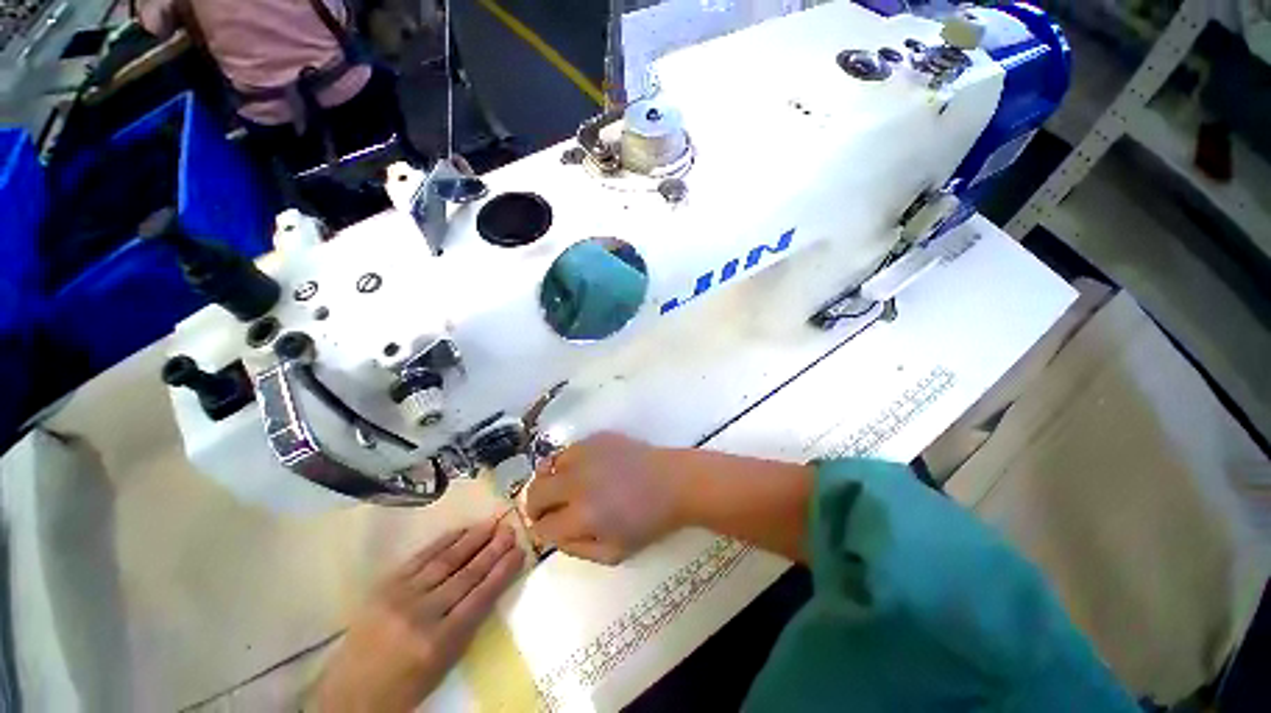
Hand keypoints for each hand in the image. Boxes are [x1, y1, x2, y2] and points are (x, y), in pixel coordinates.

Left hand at [311, 519, 524, 711]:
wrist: (349, 695)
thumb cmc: (404, 688)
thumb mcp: (443, 664)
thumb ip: (467, 625)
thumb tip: (490, 586)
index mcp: (439, 642)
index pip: (480, 598)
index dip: (502, 572)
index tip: (519, 551)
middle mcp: (421, 615)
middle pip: (465, 575)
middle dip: (492, 550)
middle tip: (509, 529)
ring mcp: (400, 597)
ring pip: (445, 562)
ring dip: (472, 540)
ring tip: (491, 523)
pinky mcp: (384, 587)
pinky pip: (419, 558)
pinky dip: (443, 543)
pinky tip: (460, 531)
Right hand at [523, 432, 680, 564]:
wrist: (674, 482)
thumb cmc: (649, 521)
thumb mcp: (614, 553)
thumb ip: (577, 549)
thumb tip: (554, 535)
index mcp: (582, 515)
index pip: (541, 526)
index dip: (542, 531)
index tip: (550, 529)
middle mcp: (577, 481)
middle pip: (535, 492)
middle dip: (536, 506)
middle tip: (550, 510)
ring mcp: (586, 455)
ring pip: (548, 467)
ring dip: (551, 481)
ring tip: (567, 488)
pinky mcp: (596, 438)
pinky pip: (568, 450)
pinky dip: (568, 463)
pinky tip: (585, 470)